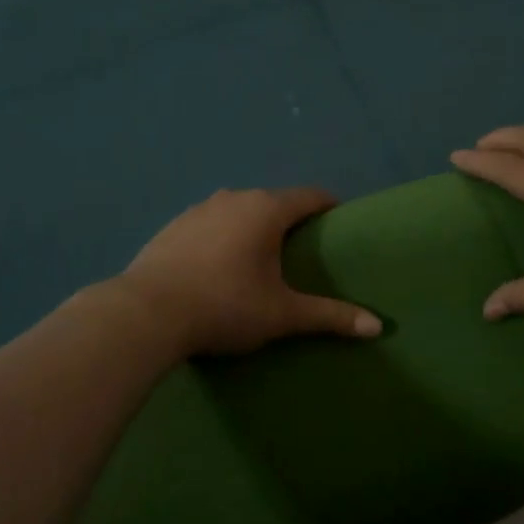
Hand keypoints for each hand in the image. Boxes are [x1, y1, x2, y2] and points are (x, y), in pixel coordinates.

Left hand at [116, 187, 381, 357]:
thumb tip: (377, 327)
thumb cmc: (224, 306)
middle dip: (291, 220)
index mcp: (266, 210)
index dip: (329, 208)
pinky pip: (210, 223)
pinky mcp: (173, 226)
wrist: (146, 313)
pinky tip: (218, 264)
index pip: (310, 196)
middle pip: (274, 201)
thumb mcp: (282, 315)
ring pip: (239, 209)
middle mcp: (234, 198)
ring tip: (261, 258)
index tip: (340, 225)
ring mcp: (199, 209)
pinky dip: (223, 235)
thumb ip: (330, 316)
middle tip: (304, 251)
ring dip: (254, 226)